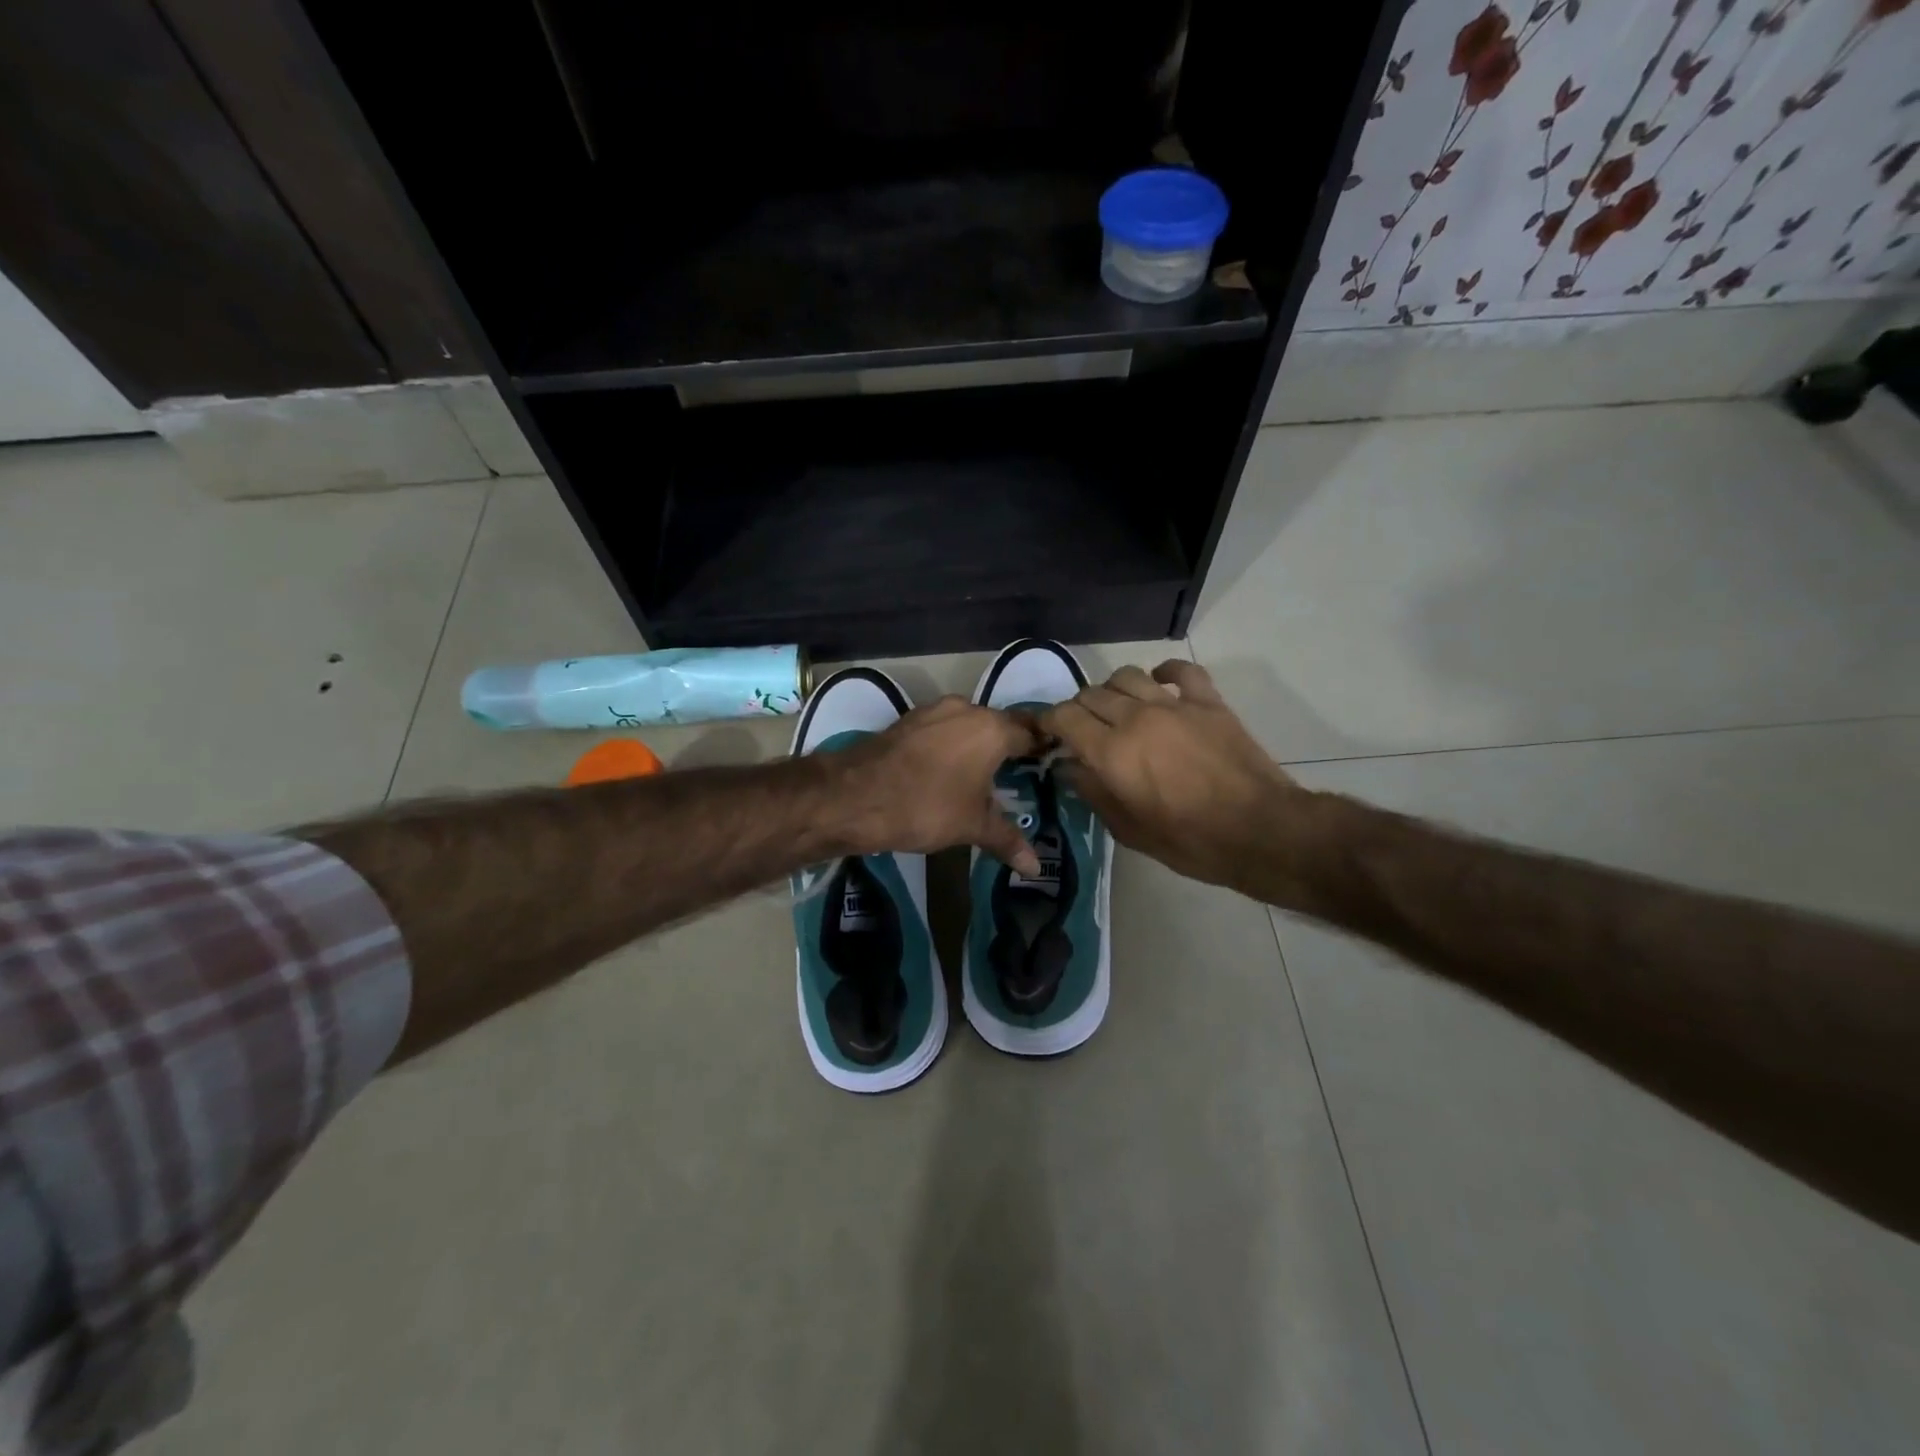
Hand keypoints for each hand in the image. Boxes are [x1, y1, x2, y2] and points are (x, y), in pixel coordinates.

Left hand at [832, 696, 1043, 874]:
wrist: (854, 796)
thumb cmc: (926, 806)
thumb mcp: (972, 826)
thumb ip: (1007, 839)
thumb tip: (1036, 867)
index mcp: (991, 728)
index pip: (1031, 732)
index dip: (1043, 749)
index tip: (1051, 766)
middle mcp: (966, 709)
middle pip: (999, 725)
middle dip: (1009, 748)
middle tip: (1020, 777)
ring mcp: (933, 712)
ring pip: (968, 725)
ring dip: (977, 745)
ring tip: (984, 777)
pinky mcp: (907, 721)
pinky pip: (941, 731)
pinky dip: (950, 746)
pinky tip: (948, 772)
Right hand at [1041, 661, 1323, 900]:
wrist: (1259, 831)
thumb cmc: (1189, 841)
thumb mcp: (1128, 829)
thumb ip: (1092, 793)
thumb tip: (1068, 767)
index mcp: (1111, 752)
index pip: (1064, 717)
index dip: (1049, 722)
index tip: (1048, 734)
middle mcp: (1136, 718)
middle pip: (1091, 694)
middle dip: (1079, 709)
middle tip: (1084, 730)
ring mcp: (1174, 705)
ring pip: (1127, 676)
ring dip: (1113, 690)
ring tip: (1118, 709)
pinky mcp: (1208, 702)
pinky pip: (1181, 671)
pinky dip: (1165, 672)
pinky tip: (1159, 684)